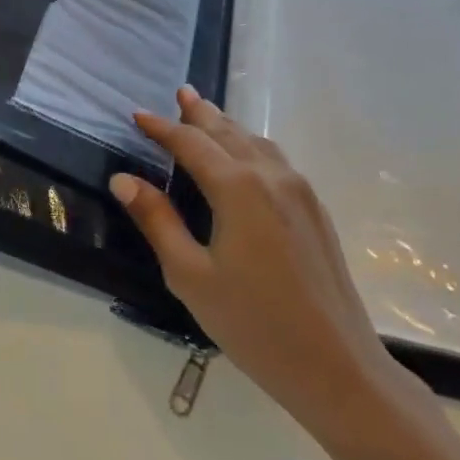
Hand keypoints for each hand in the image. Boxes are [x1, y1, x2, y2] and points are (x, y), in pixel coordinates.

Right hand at [111, 87, 434, 444]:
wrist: (336, 365)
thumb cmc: (252, 323)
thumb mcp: (190, 274)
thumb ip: (157, 220)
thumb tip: (123, 179)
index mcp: (238, 188)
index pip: (191, 144)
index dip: (161, 128)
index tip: (137, 116)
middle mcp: (272, 177)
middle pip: (229, 133)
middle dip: (200, 113)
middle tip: (180, 93)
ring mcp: (301, 192)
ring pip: (257, 144)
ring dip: (228, 126)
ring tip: (207, 116)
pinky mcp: (315, 212)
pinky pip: (277, 161)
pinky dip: (251, 147)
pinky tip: (245, 157)